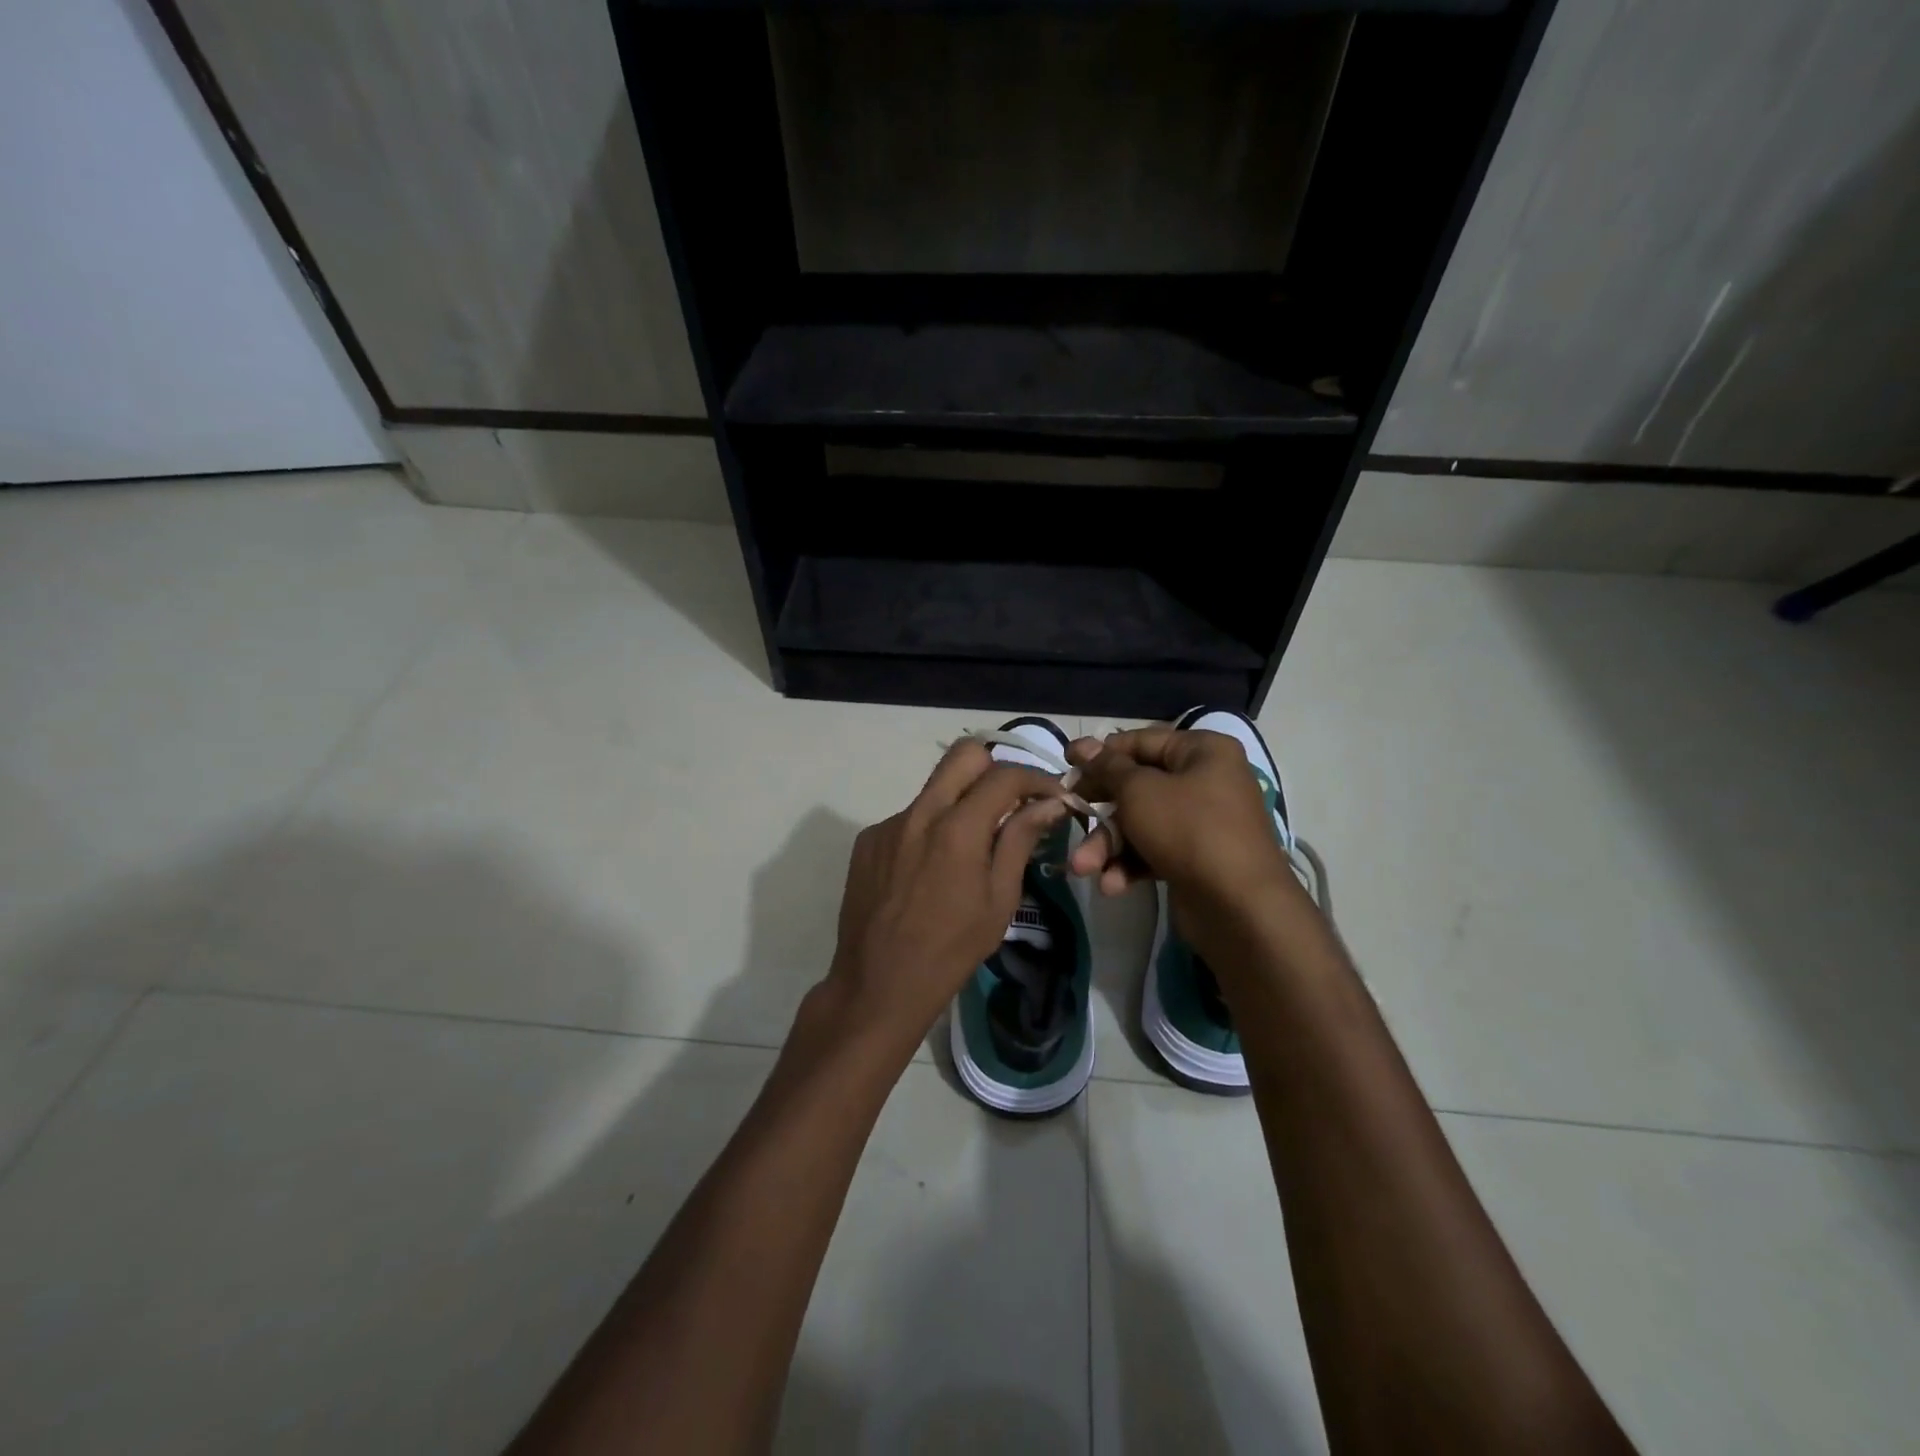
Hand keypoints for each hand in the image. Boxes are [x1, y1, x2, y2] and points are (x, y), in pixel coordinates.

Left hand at [819, 740, 1069, 1054]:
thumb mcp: (999, 899)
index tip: (1052, 796)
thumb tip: (1048, 804)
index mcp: (957, 828)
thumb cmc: (951, 950)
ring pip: (934, 788)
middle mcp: (919, 813)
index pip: (1005, 775)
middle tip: (1011, 802)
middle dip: (996, 768)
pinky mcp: (867, 840)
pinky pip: (908, 817)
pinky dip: (930, 829)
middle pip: (963, 754)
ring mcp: (888, 824)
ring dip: (961, 801)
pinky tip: (931, 869)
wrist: (879, 985)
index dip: (1037, 779)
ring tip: (971, 845)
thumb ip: (1019, 841)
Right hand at [1067, 726, 1292, 906]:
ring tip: (1083, 869)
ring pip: (1141, 824)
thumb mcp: (1139, 791)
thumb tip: (1082, 745)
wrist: (1239, 907)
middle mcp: (1206, 781)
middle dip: (1100, 812)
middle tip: (1067, 816)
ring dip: (1108, 846)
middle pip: (1138, 787)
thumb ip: (1107, 767)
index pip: (1142, 742)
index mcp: (1203, 752)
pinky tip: (1112, 885)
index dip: (1101, 753)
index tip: (1066, 763)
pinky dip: (1130, 865)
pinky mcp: (1195, 859)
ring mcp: (1202, 823)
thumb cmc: (1188, 830)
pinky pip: (1153, 852)